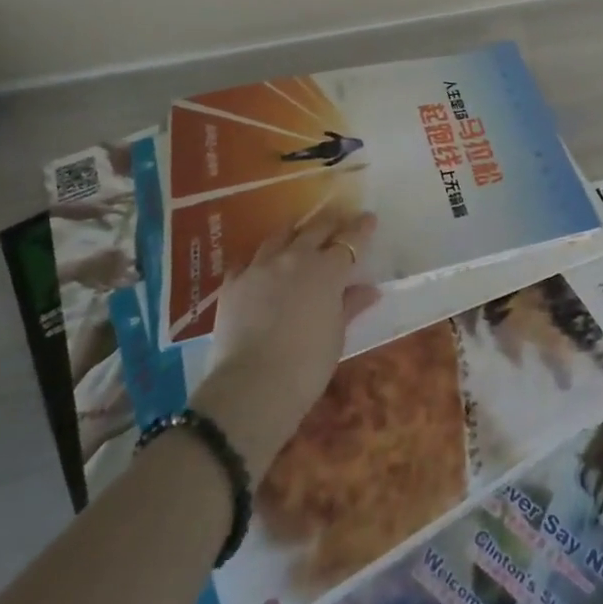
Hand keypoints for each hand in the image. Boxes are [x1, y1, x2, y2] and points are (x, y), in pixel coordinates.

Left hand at [193, 213, 379, 479]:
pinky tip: (260, 266)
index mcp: (327, 270)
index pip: (350, 239)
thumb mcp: (336, 335)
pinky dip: (258, 259)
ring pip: (280, 235)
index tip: (368, 218)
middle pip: (316, 228)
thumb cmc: (307, 364)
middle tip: (338, 220)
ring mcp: (260, 267)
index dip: (361, 227)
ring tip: (299, 234)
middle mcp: (295, 258)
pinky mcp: (233, 283)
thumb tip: (369, 289)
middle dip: (330, 221)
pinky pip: (247, 260)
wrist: (251, 386)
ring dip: (294, 232)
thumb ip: (350, 305)